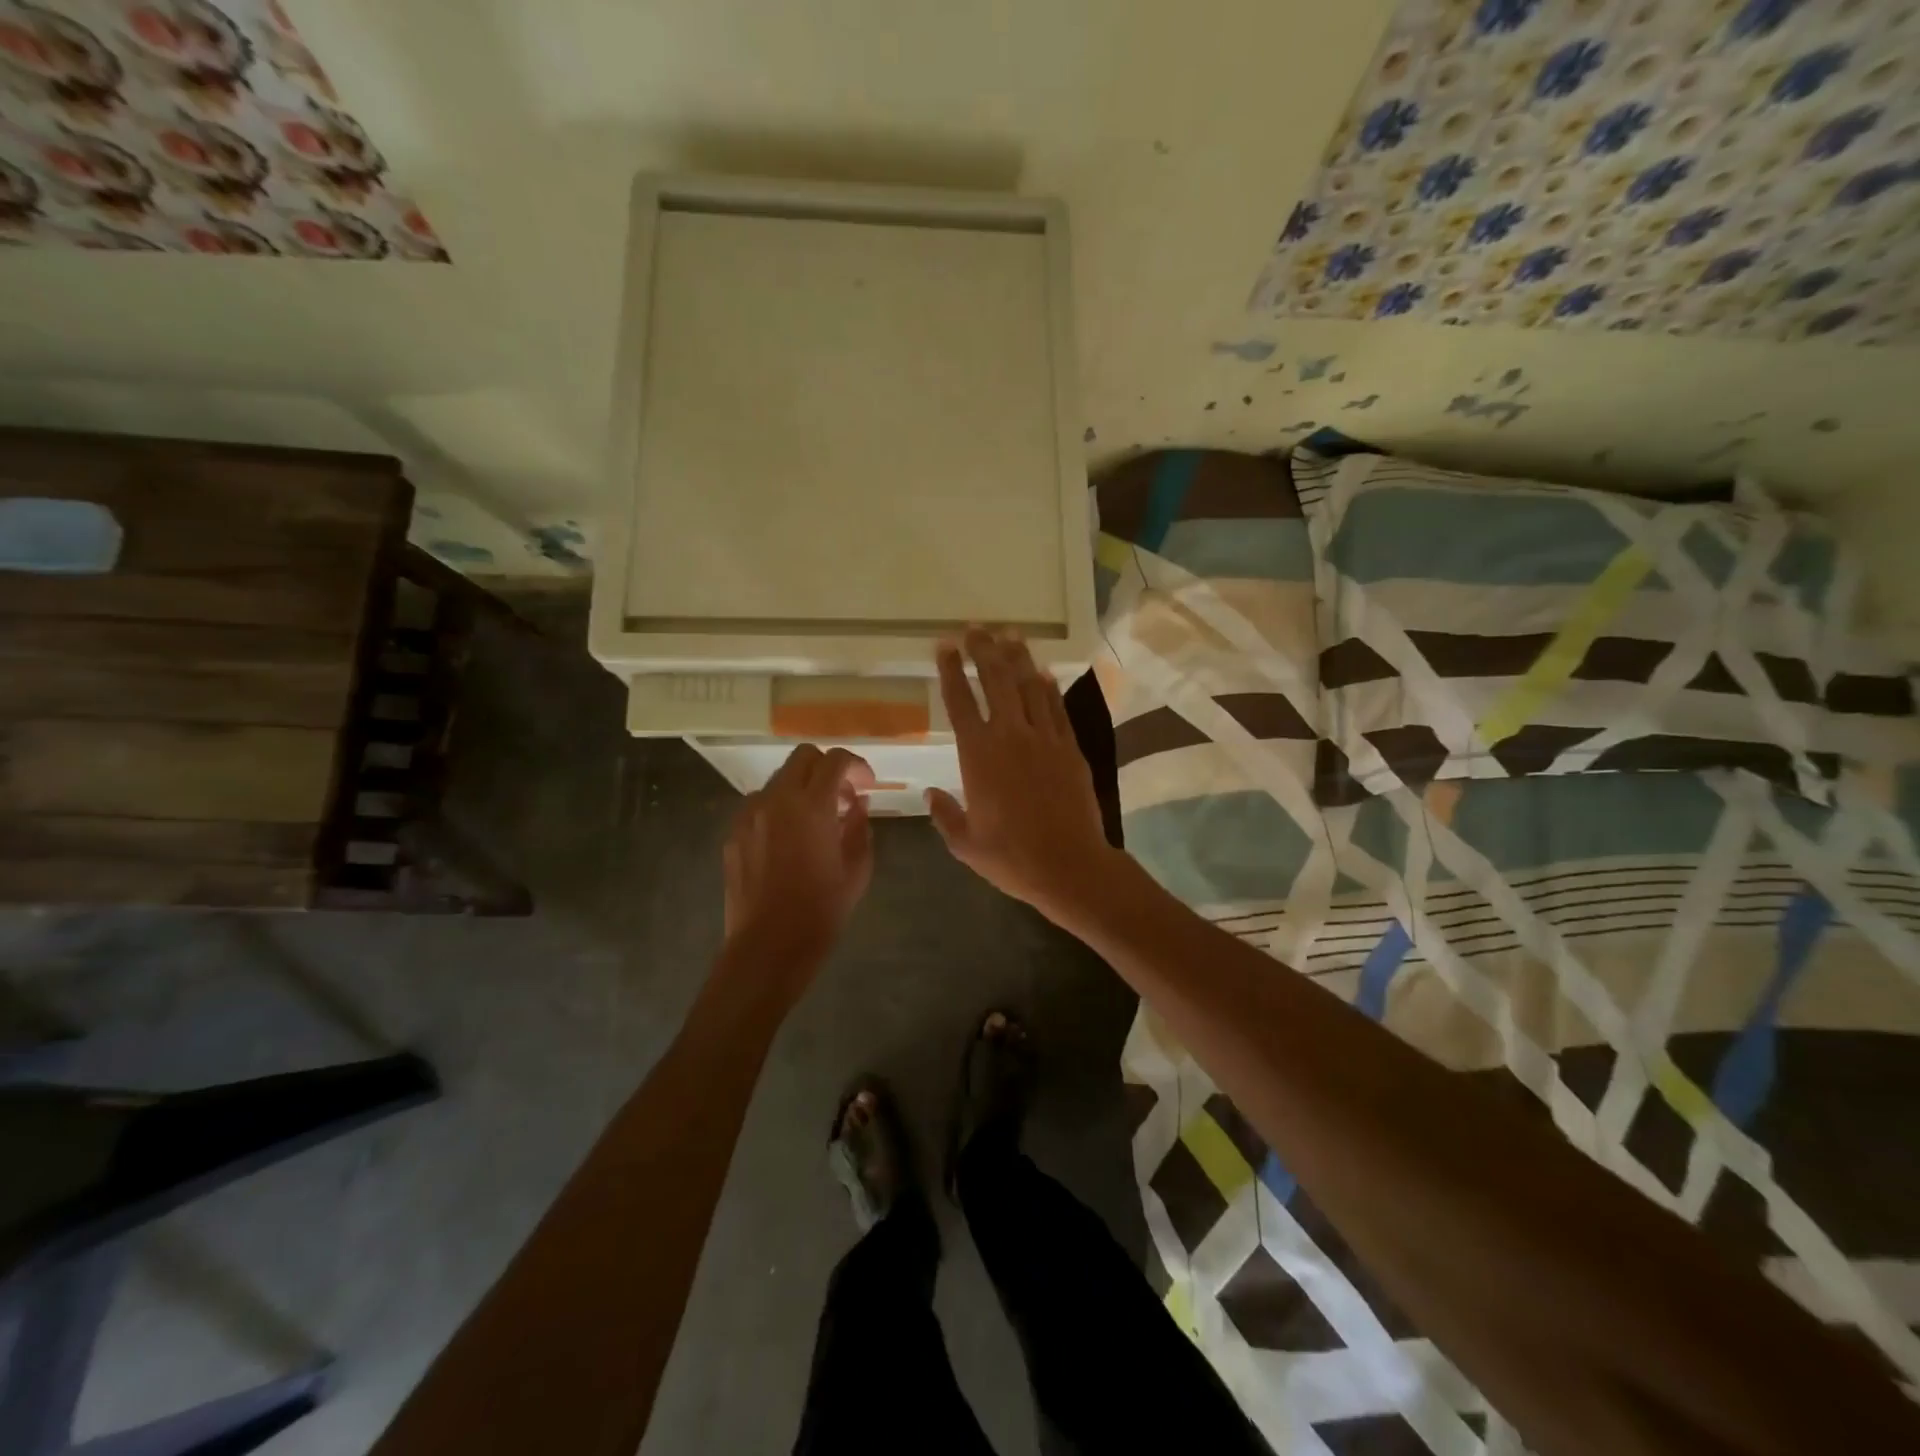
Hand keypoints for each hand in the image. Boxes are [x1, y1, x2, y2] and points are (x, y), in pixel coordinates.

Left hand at [721, 745, 875, 1005]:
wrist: (768, 947)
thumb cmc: (821, 910)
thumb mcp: (857, 869)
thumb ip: (860, 827)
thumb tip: (856, 806)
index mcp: (812, 806)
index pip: (835, 760)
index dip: (857, 766)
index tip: (867, 785)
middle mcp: (777, 800)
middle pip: (803, 757)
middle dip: (827, 768)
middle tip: (842, 796)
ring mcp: (750, 815)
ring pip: (779, 780)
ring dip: (802, 788)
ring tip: (816, 820)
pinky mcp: (734, 833)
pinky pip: (760, 805)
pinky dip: (780, 809)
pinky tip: (790, 840)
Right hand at [928, 629, 1117, 924]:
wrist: (1070, 866)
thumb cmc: (1012, 858)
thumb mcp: (966, 844)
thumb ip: (945, 815)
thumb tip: (930, 794)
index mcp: (978, 755)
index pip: (959, 701)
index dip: (950, 669)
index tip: (944, 645)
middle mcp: (1010, 736)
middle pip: (995, 680)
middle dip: (983, 649)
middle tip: (975, 628)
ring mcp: (1045, 739)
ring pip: (1029, 686)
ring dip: (1017, 657)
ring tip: (1009, 634)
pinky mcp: (1070, 748)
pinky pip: (1056, 708)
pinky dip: (1048, 686)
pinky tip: (1042, 671)